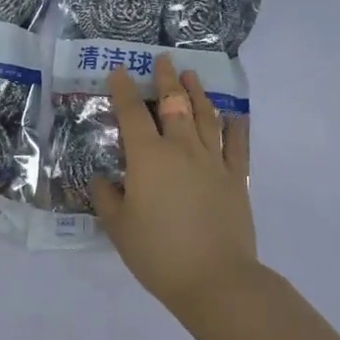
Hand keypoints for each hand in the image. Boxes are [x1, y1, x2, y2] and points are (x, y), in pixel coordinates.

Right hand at [92, 54, 257, 320]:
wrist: (215, 280)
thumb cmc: (158, 253)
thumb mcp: (118, 227)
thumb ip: (107, 198)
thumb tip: (103, 179)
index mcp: (148, 157)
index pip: (132, 114)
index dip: (124, 90)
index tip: (120, 71)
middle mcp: (181, 149)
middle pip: (174, 104)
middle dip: (166, 79)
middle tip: (163, 60)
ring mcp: (213, 161)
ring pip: (205, 116)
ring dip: (198, 92)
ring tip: (192, 75)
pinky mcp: (236, 178)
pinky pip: (236, 144)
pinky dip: (234, 125)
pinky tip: (233, 115)